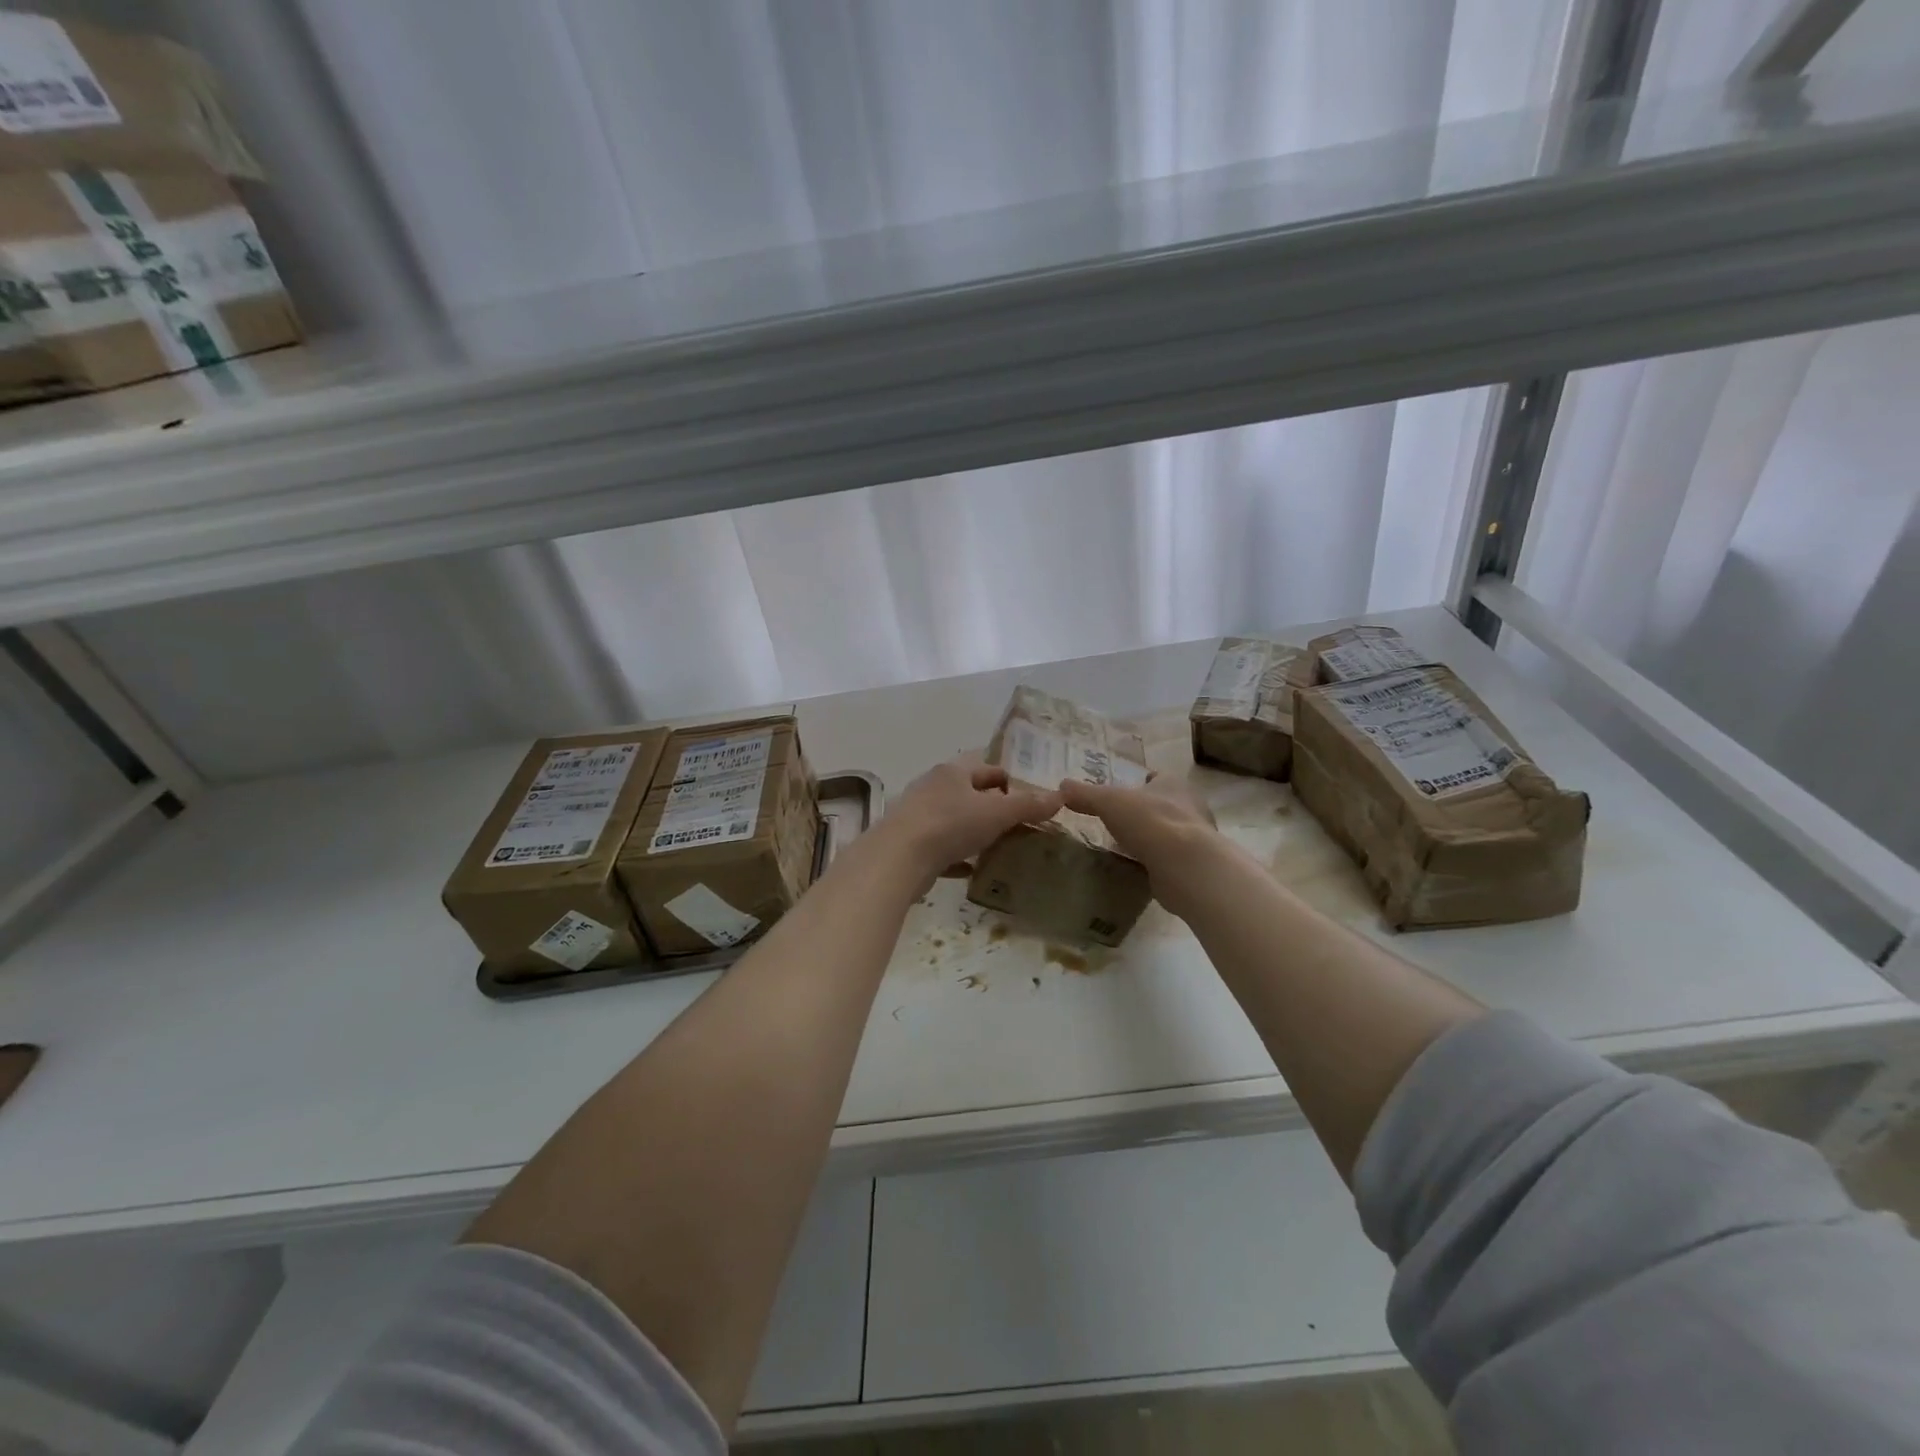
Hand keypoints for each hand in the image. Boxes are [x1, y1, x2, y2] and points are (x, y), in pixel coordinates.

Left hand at [871, 755, 1061, 890]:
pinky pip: (940, 847)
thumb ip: (1028, 805)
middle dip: (993, 805)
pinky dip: (957, 856)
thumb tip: (1060, 796)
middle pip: (969, 792)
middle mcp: (932, 787)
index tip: (1030, 796)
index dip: (1010, 778)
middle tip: (1019, 822)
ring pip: (954, 819)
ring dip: (974, 830)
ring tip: (999, 845)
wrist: (897, 859)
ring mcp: (918, 816)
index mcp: (953, 771)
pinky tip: (972, 869)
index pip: (987, 766)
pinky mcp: (909, 844)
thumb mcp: (997, 813)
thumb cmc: (950, 824)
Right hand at [1059, 774, 1220, 917]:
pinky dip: (1155, 861)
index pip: (1156, 777)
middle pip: (1163, 804)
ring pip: (1167, 832)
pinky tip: (1138, 867)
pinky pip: (1169, 858)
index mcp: (1173, 784)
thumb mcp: (1108, 801)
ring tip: (1124, 845)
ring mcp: (1194, 838)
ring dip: (1150, 837)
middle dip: (1143, 811)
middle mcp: (1190, 807)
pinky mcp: (1192, 865)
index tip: (1120, 794)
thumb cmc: (1149, 821)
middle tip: (1117, 820)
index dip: (1138, 782)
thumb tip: (1062, 785)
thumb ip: (1085, 794)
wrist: (1185, 865)